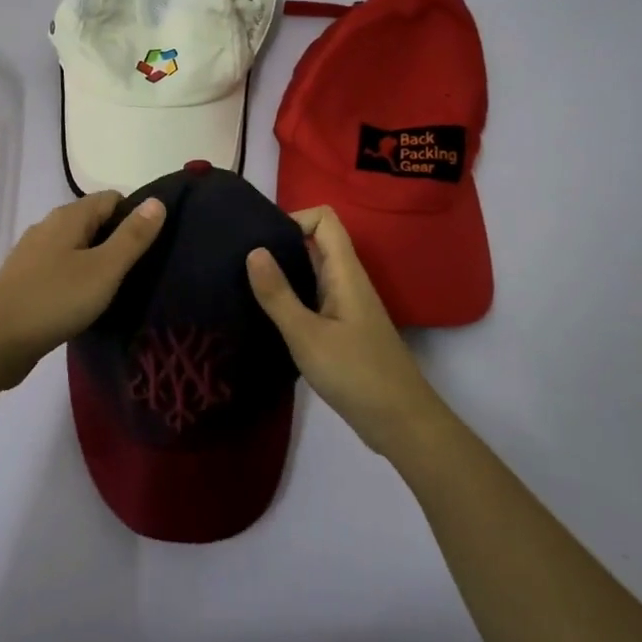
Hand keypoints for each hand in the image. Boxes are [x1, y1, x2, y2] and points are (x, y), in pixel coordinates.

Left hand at [0, 191, 166, 389]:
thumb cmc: (54, 300)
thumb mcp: (104, 269)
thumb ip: (132, 237)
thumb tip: (157, 201)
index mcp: (68, 217)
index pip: (111, 199)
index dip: (136, 215)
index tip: (155, 245)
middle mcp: (48, 227)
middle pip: (93, 222)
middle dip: (118, 240)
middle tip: (144, 270)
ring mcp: (33, 255)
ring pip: (76, 248)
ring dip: (97, 262)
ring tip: (120, 289)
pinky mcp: (24, 281)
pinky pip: (61, 270)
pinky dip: (78, 279)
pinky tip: (87, 303)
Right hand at [246, 206, 443, 456]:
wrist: (401, 423)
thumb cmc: (355, 374)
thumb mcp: (307, 335)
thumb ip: (278, 294)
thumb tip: (253, 250)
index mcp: (345, 272)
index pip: (324, 219)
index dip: (294, 217)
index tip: (260, 239)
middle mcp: (347, 281)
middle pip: (316, 242)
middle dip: (280, 243)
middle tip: (240, 259)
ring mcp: (346, 306)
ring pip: (313, 271)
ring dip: (283, 271)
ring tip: (245, 283)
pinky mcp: (342, 329)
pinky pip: (313, 297)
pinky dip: (291, 297)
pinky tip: (266, 315)